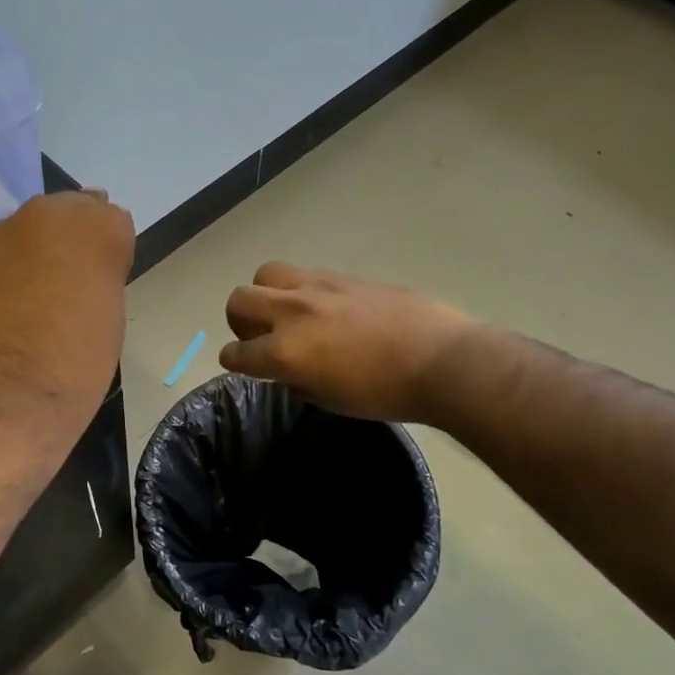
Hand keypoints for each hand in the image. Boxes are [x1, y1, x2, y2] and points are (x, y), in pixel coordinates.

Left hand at [0, 191, 135, 457]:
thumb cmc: (74, 369)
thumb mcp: (109, 318)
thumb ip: (99, 278)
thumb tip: (81, 272)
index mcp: (94, 227)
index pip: (110, 220)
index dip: (106, 253)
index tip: (100, 283)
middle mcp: (42, 215)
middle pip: (62, 217)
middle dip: (65, 246)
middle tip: (63, 292)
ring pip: (20, 235)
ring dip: (25, 258)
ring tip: (22, 307)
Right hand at [221, 263, 474, 423]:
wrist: (441, 360)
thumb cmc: (385, 394)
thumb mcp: (330, 400)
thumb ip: (295, 382)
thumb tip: (285, 371)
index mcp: (285, 352)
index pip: (236, 353)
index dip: (233, 361)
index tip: (239, 364)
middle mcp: (291, 312)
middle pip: (239, 300)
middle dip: (239, 320)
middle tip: (260, 336)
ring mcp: (317, 288)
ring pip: (265, 274)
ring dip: (265, 294)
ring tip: (285, 312)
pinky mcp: (342, 276)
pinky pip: (303, 274)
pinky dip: (299, 290)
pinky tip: (322, 307)